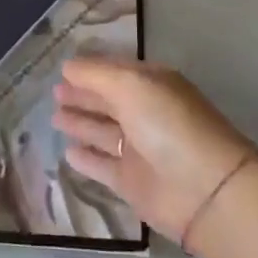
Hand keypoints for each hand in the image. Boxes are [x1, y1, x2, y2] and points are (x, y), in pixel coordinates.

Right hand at [52, 58, 257, 249]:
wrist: (204, 189)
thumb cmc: (168, 124)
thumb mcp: (131, 85)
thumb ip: (95, 75)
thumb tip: (67, 67)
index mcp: (151, 84)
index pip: (114, 71)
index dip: (89, 70)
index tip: (62, 68)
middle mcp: (145, 112)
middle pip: (108, 100)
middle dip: (82, 95)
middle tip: (54, 92)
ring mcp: (139, 149)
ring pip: (103, 132)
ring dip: (80, 123)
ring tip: (54, 117)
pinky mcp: (132, 182)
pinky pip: (103, 165)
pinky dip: (86, 159)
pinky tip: (67, 152)